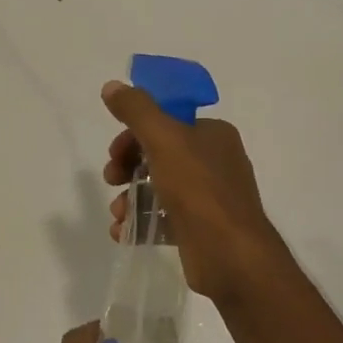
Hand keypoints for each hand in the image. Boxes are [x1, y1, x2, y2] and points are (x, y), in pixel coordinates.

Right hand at [102, 80, 288, 299]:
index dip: (134, 133)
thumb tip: (112, 86)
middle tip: (111, 179)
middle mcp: (214, 161)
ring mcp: (209, 198)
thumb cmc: (199, 189)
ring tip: (117, 214)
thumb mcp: (163, 139)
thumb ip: (136, 110)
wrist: (231, 256)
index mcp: (213, 134)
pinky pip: (164, 218)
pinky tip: (123, 233)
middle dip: (128, 166)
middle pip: (159, 154)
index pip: (166, 121)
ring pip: (159, 187)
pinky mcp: (200, 229)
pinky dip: (141, 222)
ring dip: (130, 197)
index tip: (114, 152)